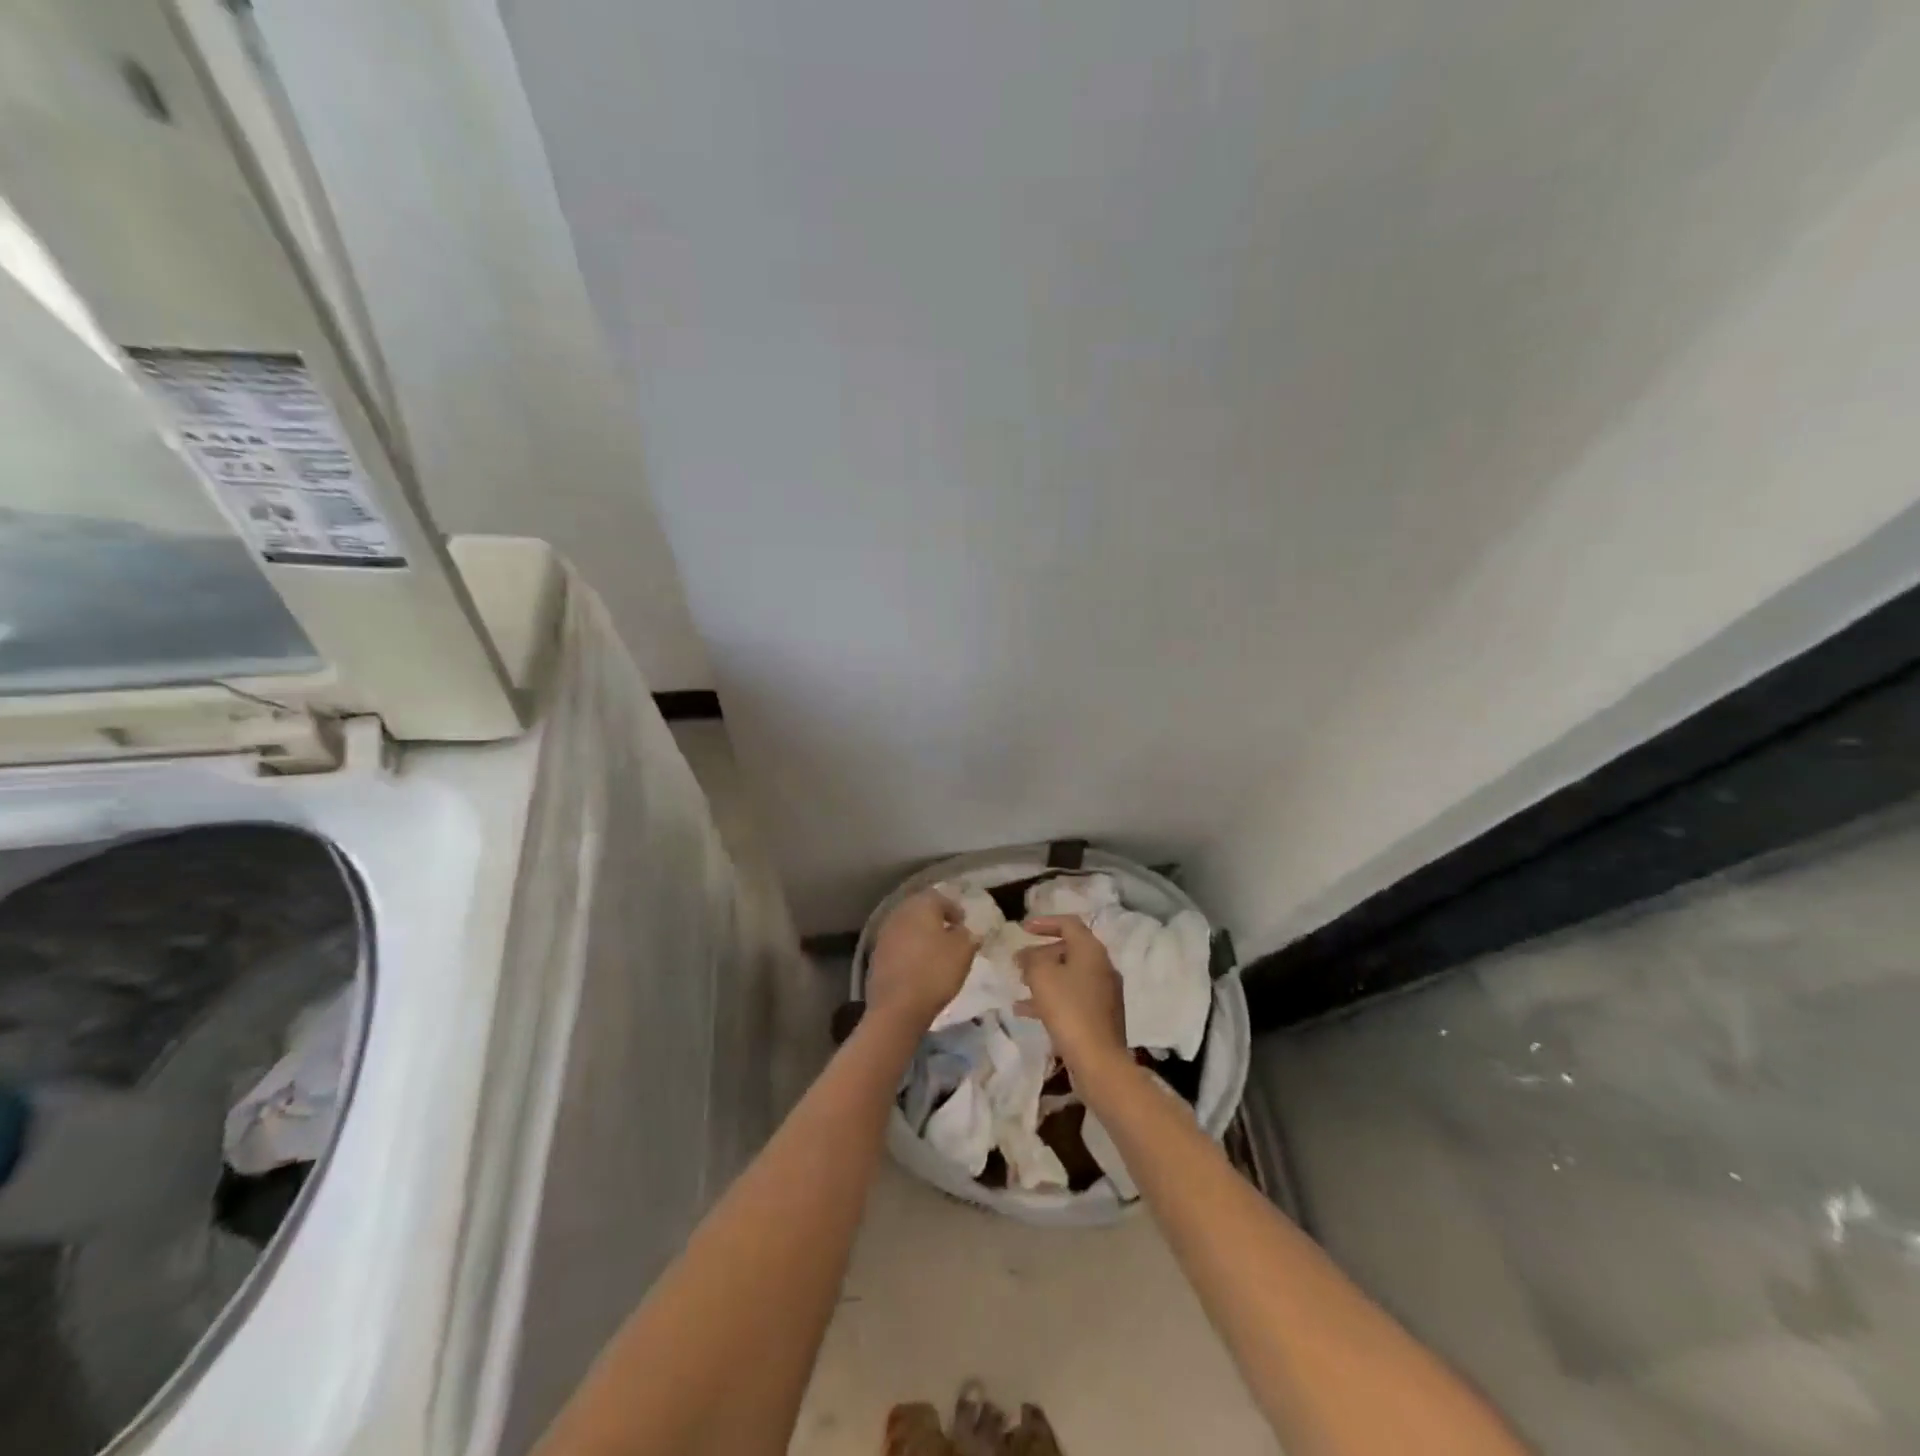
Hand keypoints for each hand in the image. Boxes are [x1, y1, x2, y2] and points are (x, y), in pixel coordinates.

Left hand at [866, 890, 978, 1032]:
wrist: (897, 1007)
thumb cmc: (935, 972)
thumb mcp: (963, 952)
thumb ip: (967, 936)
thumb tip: (965, 931)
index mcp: (921, 906)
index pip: (939, 898)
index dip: (954, 909)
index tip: (963, 924)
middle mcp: (899, 913)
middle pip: (920, 910)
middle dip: (935, 919)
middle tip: (950, 934)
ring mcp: (884, 934)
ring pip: (907, 927)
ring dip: (921, 935)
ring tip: (935, 951)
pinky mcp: (876, 956)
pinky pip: (898, 945)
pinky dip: (909, 950)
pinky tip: (918, 965)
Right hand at [1016, 916, 1127, 1073]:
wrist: (1098, 1060)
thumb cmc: (1068, 1009)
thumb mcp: (1041, 976)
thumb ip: (1031, 958)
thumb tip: (1028, 955)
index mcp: (1091, 950)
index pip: (1069, 923)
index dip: (1044, 922)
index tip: (1022, 929)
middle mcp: (1102, 966)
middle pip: (1070, 949)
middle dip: (1042, 952)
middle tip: (1019, 961)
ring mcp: (1104, 993)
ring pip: (1069, 975)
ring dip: (1044, 976)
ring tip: (1019, 984)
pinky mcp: (1100, 1016)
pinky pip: (1072, 997)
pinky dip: (1051, 998)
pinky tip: (1025, 1011)